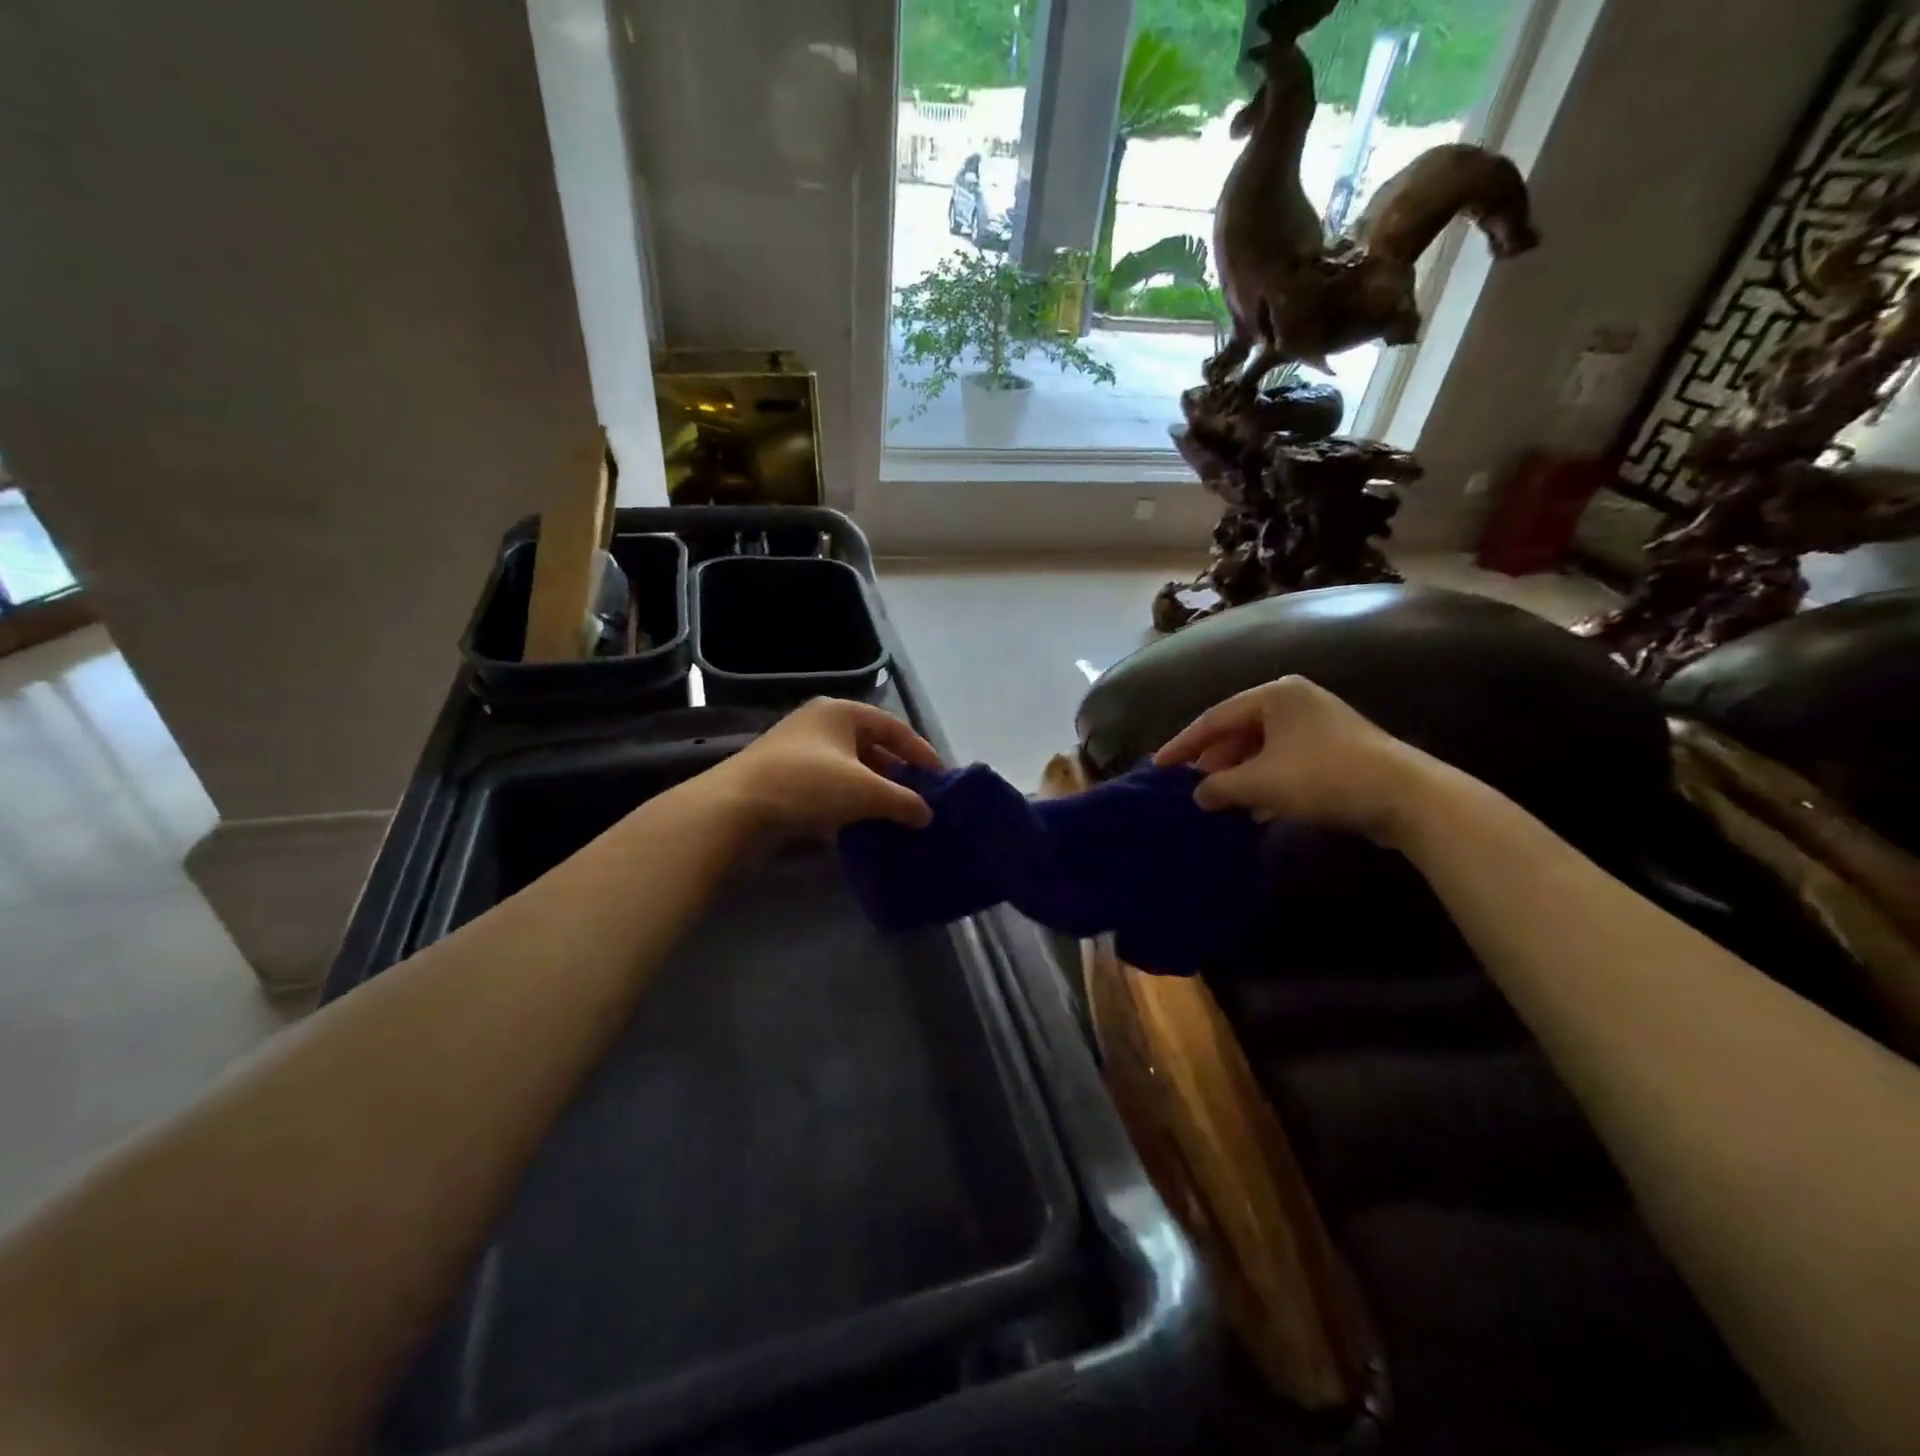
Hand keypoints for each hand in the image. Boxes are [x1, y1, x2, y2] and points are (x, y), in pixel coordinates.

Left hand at [713, 698, 942, 834]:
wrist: (735, 809)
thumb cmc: (807, 785)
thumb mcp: (865, 791)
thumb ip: (903, 800)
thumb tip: (927, 815)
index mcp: (841, 712)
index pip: (894, 727)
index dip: (921, 752)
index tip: (941, 778)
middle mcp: (820, 724)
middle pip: (872, 746)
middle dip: (898, 773)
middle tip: (919, 799)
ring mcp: (799, 750)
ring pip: (850, 767)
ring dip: (874, 790)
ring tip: (896, 815)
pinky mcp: (784, 777)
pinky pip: (830, 784)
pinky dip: (850, 801)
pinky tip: (862, 823)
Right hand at [1153, 675, 1434, 842]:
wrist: (1405, 796)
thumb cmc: (1322, 777)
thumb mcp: (1260, 783)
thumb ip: (1219, 786)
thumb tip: (1199, 794)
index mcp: (1274, 695)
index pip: (1214, 718)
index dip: (1183, 745)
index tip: (1158, 767)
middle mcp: (1295, 701)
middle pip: (1239, 732)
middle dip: (1215, 763)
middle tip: (1191, 788)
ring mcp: (1318, 724)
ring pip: (1262, 750)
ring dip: (1240, 777)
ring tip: (1219, 802)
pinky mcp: (1335, 750)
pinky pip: (1285, 762)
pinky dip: (1266, 783)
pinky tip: (1255, 810)